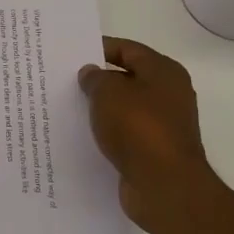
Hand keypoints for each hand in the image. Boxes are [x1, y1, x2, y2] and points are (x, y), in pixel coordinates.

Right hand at [79, 36, 212, 230]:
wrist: (164, 185)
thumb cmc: (138, 127)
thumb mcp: (108, 93)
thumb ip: (96, 78)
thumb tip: (91, 73)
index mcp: (164, 72)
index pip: (128, 49)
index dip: (99, 48)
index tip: (71, 53)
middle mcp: (169, 94)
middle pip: (127, 78)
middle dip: (98, 79)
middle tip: (64, 80)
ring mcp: (163, 124)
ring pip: (124, 108)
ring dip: (100, 108)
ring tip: (68, 107)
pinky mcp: (154, 150)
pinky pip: (125, 133)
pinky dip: (107, 132)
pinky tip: (83, 135)